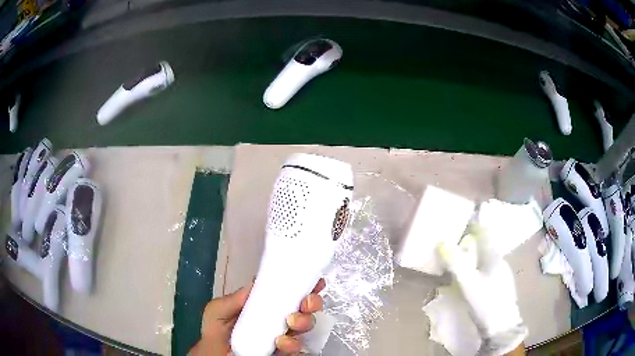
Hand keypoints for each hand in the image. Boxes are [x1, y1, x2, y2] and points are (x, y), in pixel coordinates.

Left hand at [190, 278, 325, 355]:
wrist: (215, 354)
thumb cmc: (216, 330)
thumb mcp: (218, 310)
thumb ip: (235, 299)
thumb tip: (256, 283)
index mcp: (266, 306)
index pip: (289, 293)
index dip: (305, 285)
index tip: (315, 281)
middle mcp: (280, 320)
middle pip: (304, 309)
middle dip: (311, 303)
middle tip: (305, 304)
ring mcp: (284, 338)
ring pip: (305, 327)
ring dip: (304, 322)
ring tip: (291, 323)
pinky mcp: (284, 353)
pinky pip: (298, 349)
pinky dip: (294, 344)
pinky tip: (282, 343)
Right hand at [438, 225, 526, 354]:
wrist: (501, 326)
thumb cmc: (486, 302)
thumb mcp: (468, 283)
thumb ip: (456, 263)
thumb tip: (441, 242)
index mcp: (494, 256)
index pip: (484, 231)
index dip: (472, 224)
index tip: (457, 223)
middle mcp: (500, 260)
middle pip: (485, 244)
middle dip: (470, 240)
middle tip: (452, 243)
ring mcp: (502, 272)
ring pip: (486, 257)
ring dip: (473, 254)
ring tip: (458, 259)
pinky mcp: (500, 284)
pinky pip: (487, 268)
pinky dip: (477, 266)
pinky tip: (470, 277)